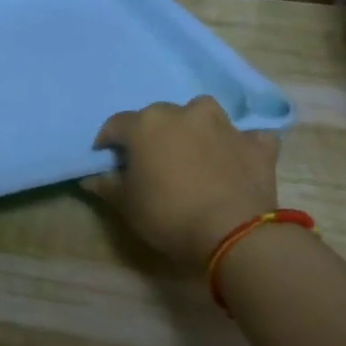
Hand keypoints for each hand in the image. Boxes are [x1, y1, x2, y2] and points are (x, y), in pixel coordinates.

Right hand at [83, 96, 279, 266]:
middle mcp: (184, 113)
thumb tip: (90, 177)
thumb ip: (106, 185)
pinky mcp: (255, 143)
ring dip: (195, 127)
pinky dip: (240, 144)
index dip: (107, 141)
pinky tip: (236, 159)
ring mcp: (223, 125)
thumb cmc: (168, 215)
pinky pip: (246, 136)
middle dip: (152, 134)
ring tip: (193, 152)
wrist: (232, 232)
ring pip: (203, 114)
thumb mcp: (126, 205)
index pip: (116, 124)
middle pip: (159, 116)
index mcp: (146, 125)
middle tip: (151, 161)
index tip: (106, 159)